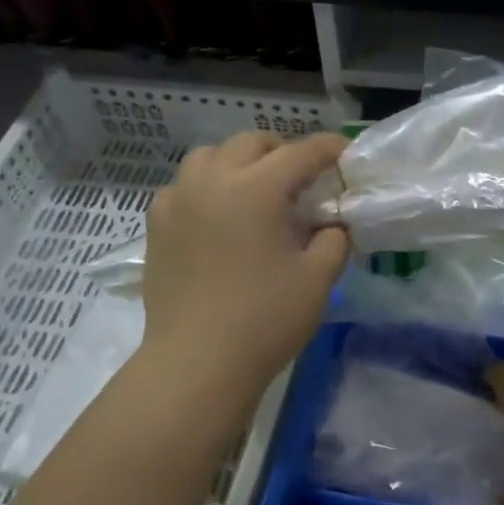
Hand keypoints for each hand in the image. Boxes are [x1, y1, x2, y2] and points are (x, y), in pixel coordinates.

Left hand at [140, 131, 350, 394]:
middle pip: (251, 143)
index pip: (300, 153)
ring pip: (210, 157)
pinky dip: (208, 187)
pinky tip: (219, 216)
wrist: (198, 361)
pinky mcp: (157, 225)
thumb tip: (332, 224)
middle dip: (282, 151)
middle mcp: (212, 180)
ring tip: (257, 190)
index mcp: (256, 188)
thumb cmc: (265, 319)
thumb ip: (334, 240)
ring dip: (240, 162)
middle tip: (303, 178)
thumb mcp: (318, 279)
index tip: (345, 152)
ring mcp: (178, 200)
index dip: (328, 148)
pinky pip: (185, 186)